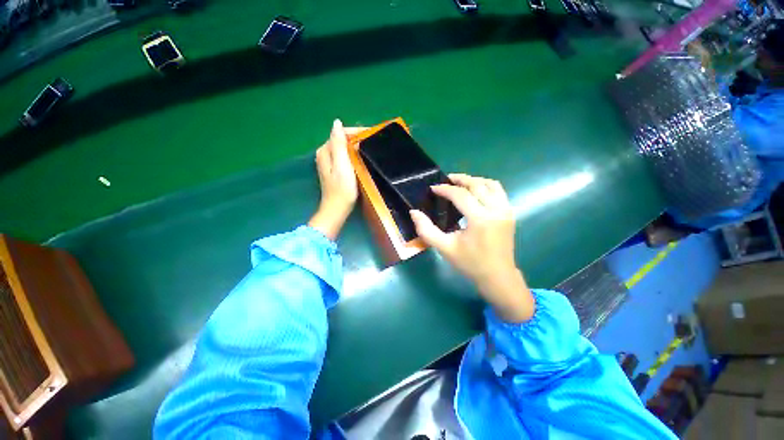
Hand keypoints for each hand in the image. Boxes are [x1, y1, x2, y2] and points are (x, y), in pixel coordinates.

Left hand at [308, 119, 362, 240]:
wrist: (337, 209)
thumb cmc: (342, 188)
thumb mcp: (341, 165)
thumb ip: (338, 144)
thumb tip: (337, 123)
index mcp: (325, 151)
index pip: (341, 133)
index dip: (356, 132)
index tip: (372, 135)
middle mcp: (325, 154)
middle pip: (342, 140)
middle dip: (357, 139)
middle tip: (374, 142)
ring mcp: (329, 162)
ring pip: (344, 148)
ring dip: (356, 147)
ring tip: (371, 149)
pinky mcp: (334, 170)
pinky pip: (345, 156)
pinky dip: (354, 155)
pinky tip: (363, 158)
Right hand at [410, 174, 533, 322]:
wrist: (497, 276)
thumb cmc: (470, 263)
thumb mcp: (444, 248)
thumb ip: (426, 230)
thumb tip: (414, 212)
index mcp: (480, 219)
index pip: (460, 195)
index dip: (445, 189)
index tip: (433, 188)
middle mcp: (496, 210)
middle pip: (476, 185)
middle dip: (459, 179)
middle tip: (445, 180)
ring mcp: (506, 210)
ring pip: (490, 184)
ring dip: (474, 180)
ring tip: (460, 183)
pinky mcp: (510, 213)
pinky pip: (498, 191)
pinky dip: (485, 186)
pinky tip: (475, 192)